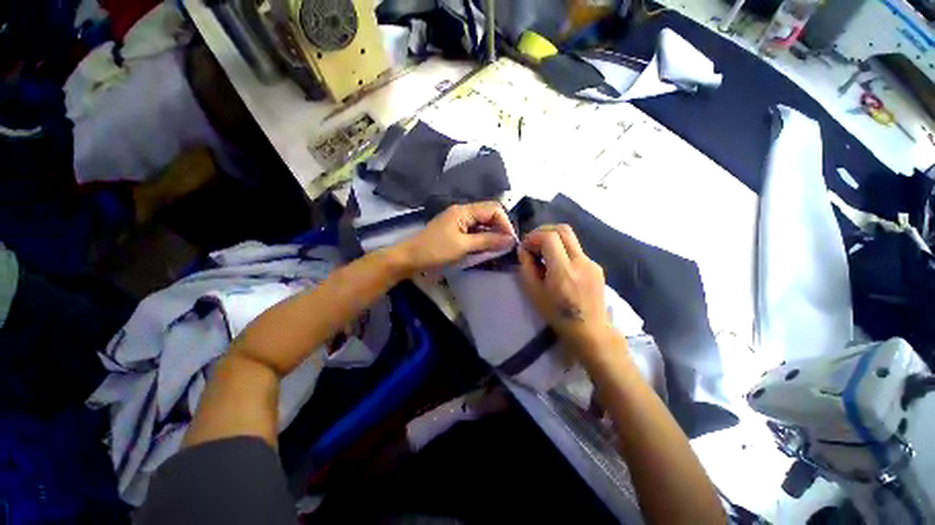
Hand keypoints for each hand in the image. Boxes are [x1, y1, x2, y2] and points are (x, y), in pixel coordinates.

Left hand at [397, 202, 515, 272]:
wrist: (410, 258)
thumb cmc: (435, 251)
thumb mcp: (463, 246)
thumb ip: (488, 241)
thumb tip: (510, 239)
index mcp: (464, 211)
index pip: (493, 209)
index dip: (505, 223)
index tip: (510, 241)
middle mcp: (463, 212)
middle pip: (488, 215)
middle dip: (499, 229)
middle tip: (505, 247)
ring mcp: (458, 221)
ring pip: (482, 224)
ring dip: (491, 235)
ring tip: (497, 250)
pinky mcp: (455, 231)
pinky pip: (474, 231)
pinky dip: (482, 239)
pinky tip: (484, 249)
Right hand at [518, 225, 616, 352]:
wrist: (590, 331)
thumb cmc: (557, 314)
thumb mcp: (534, 293)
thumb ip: (527, 267)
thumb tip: (523, 249)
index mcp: (563, 270)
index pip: (549, 237)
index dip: (534, 236)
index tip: (526, 246)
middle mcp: (581, 261)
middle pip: (563, 229)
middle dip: (544, 231)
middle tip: (534, 243)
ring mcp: (592, 263)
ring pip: (571, 239)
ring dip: (554, 240)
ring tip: (544, 255)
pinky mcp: (597, 267)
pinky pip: (577, 250)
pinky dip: (564, 251)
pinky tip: (559, 266)